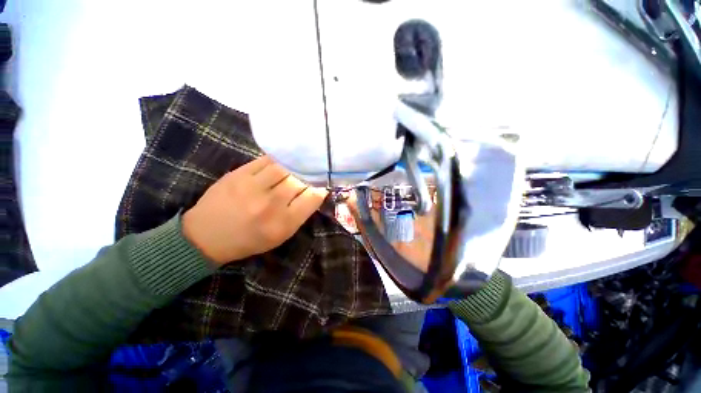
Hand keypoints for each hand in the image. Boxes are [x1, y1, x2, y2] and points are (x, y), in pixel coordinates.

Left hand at [182, 155, 327, 265]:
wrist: (207, 236)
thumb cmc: (250, 240)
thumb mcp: (281, 235)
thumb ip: (300, 214)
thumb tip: (316, 191)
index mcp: (284, 223)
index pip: (313, 197)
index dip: (321, 187)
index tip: (322, 184)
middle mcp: (271, 204)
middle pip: (300, 180)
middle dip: (309, 176)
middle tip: (311, 174)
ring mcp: (253, 187)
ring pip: (285, 167)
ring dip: (294, 167)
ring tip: (297, 166)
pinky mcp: (238, 174)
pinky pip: (266, 160)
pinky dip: (278, 160)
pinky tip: (282, 162)